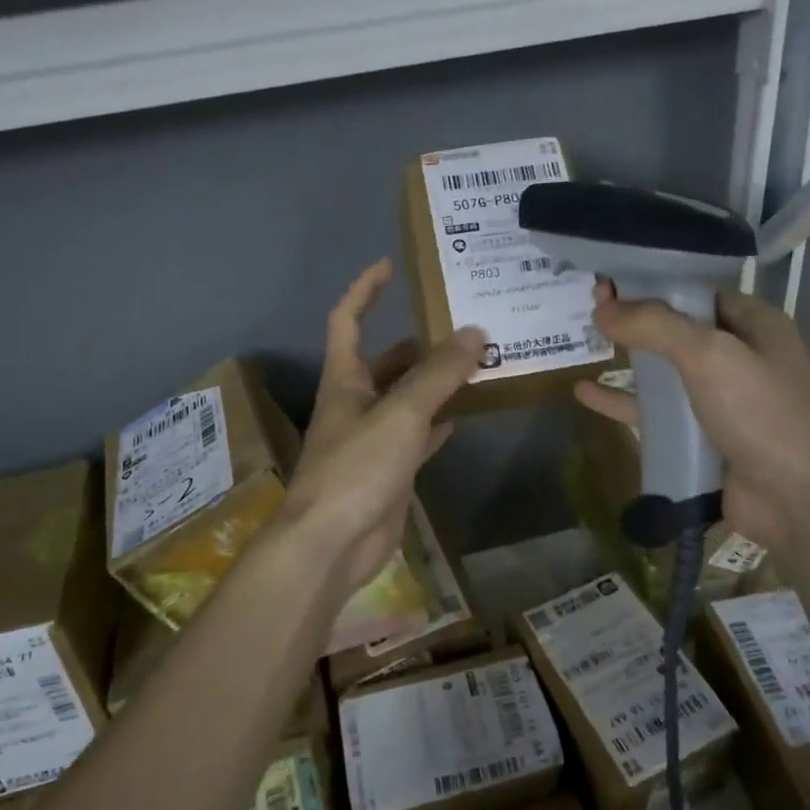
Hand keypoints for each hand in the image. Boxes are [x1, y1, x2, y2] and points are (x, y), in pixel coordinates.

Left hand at [279, 260, 484, 593]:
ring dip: (435, 383)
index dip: (365, 290)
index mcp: (344, 380)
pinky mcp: (389, 470)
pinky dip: (438, 423)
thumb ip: (438, 374)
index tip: (390, 265)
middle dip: (420, 343)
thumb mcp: (400, 414)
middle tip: (465, 326)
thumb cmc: (356, 468)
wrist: (332, 544)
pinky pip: (418, 436)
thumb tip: (475, 332)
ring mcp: (372, 439)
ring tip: (477, 364)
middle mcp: (355, 403)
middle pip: (386, 361)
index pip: (347, 320)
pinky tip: (464, 415)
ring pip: (407, 398)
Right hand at [573, 282, 809, 551]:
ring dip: (628, 359)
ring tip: (584, 343)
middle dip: (635, 318)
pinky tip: (585, 394)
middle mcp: (741, 356)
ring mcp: (723, 399)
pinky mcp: (705, 436)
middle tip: (589, 307)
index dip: (652, 283)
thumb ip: (654, 326)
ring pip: (666, 371)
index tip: (608, 281)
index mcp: (754, 324)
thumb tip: (602, 309)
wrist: (801, 502)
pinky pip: (658, 412)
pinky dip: (624, 401)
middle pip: (677, 328)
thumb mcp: (710, 355)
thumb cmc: (763, 413)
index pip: (696, 291)